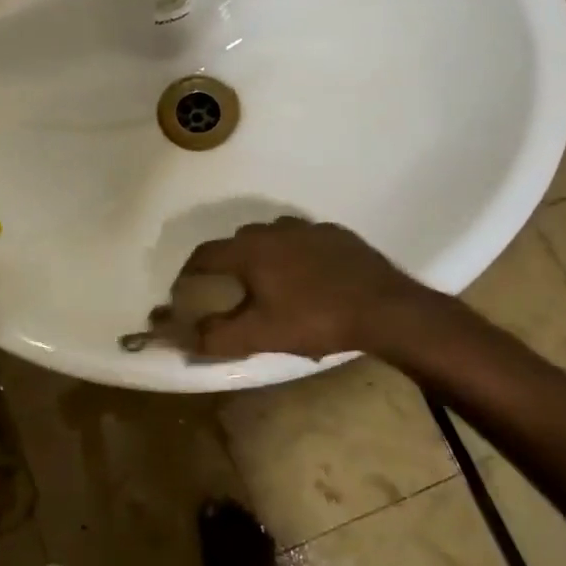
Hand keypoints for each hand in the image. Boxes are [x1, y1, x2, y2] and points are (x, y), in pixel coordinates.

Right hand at [167, 217, 435, 359]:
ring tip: (272, 286)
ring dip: (264, 257)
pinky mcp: (337, 234)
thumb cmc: (315, 319)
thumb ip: (216, 336)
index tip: (186, 291)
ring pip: (272, 239)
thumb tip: (181, 338)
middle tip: (232, 293)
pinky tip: (310, 280)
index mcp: (249, 250)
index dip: (190, 273)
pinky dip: (297, 256)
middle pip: (238, 243)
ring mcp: (308, 228)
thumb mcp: (261, 335)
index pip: (204, 255)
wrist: (384, 308)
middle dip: (228, 265)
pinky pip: (304, 242)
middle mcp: (273, 229)